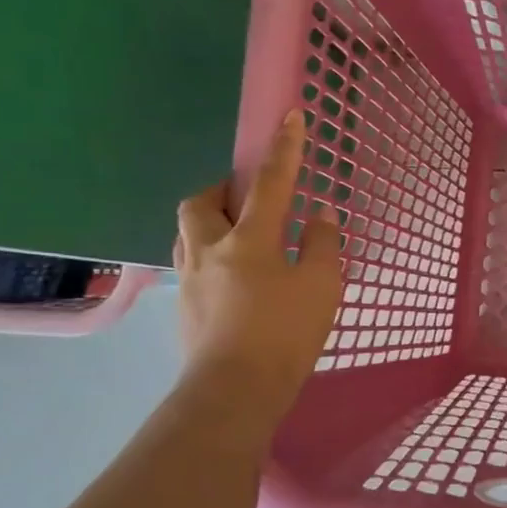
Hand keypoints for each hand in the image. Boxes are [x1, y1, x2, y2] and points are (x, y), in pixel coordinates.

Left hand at [174, 110, 342, 407]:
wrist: (235, 392)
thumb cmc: (284, 335)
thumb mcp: (322, 288)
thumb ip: (323, 246)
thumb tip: (321, 215)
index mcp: (248, 241)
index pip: (271, 183)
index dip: (284, 148)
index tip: (292, 115)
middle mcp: (209, 250)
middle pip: (200, 202)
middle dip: (222, 190)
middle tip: (248, 199)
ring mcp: (189, 279)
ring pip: (187, 232)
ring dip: (208, 221)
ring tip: (238, 235)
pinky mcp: (183, 307)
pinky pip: (189, 263)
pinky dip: (208, 255)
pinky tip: (230, 278)